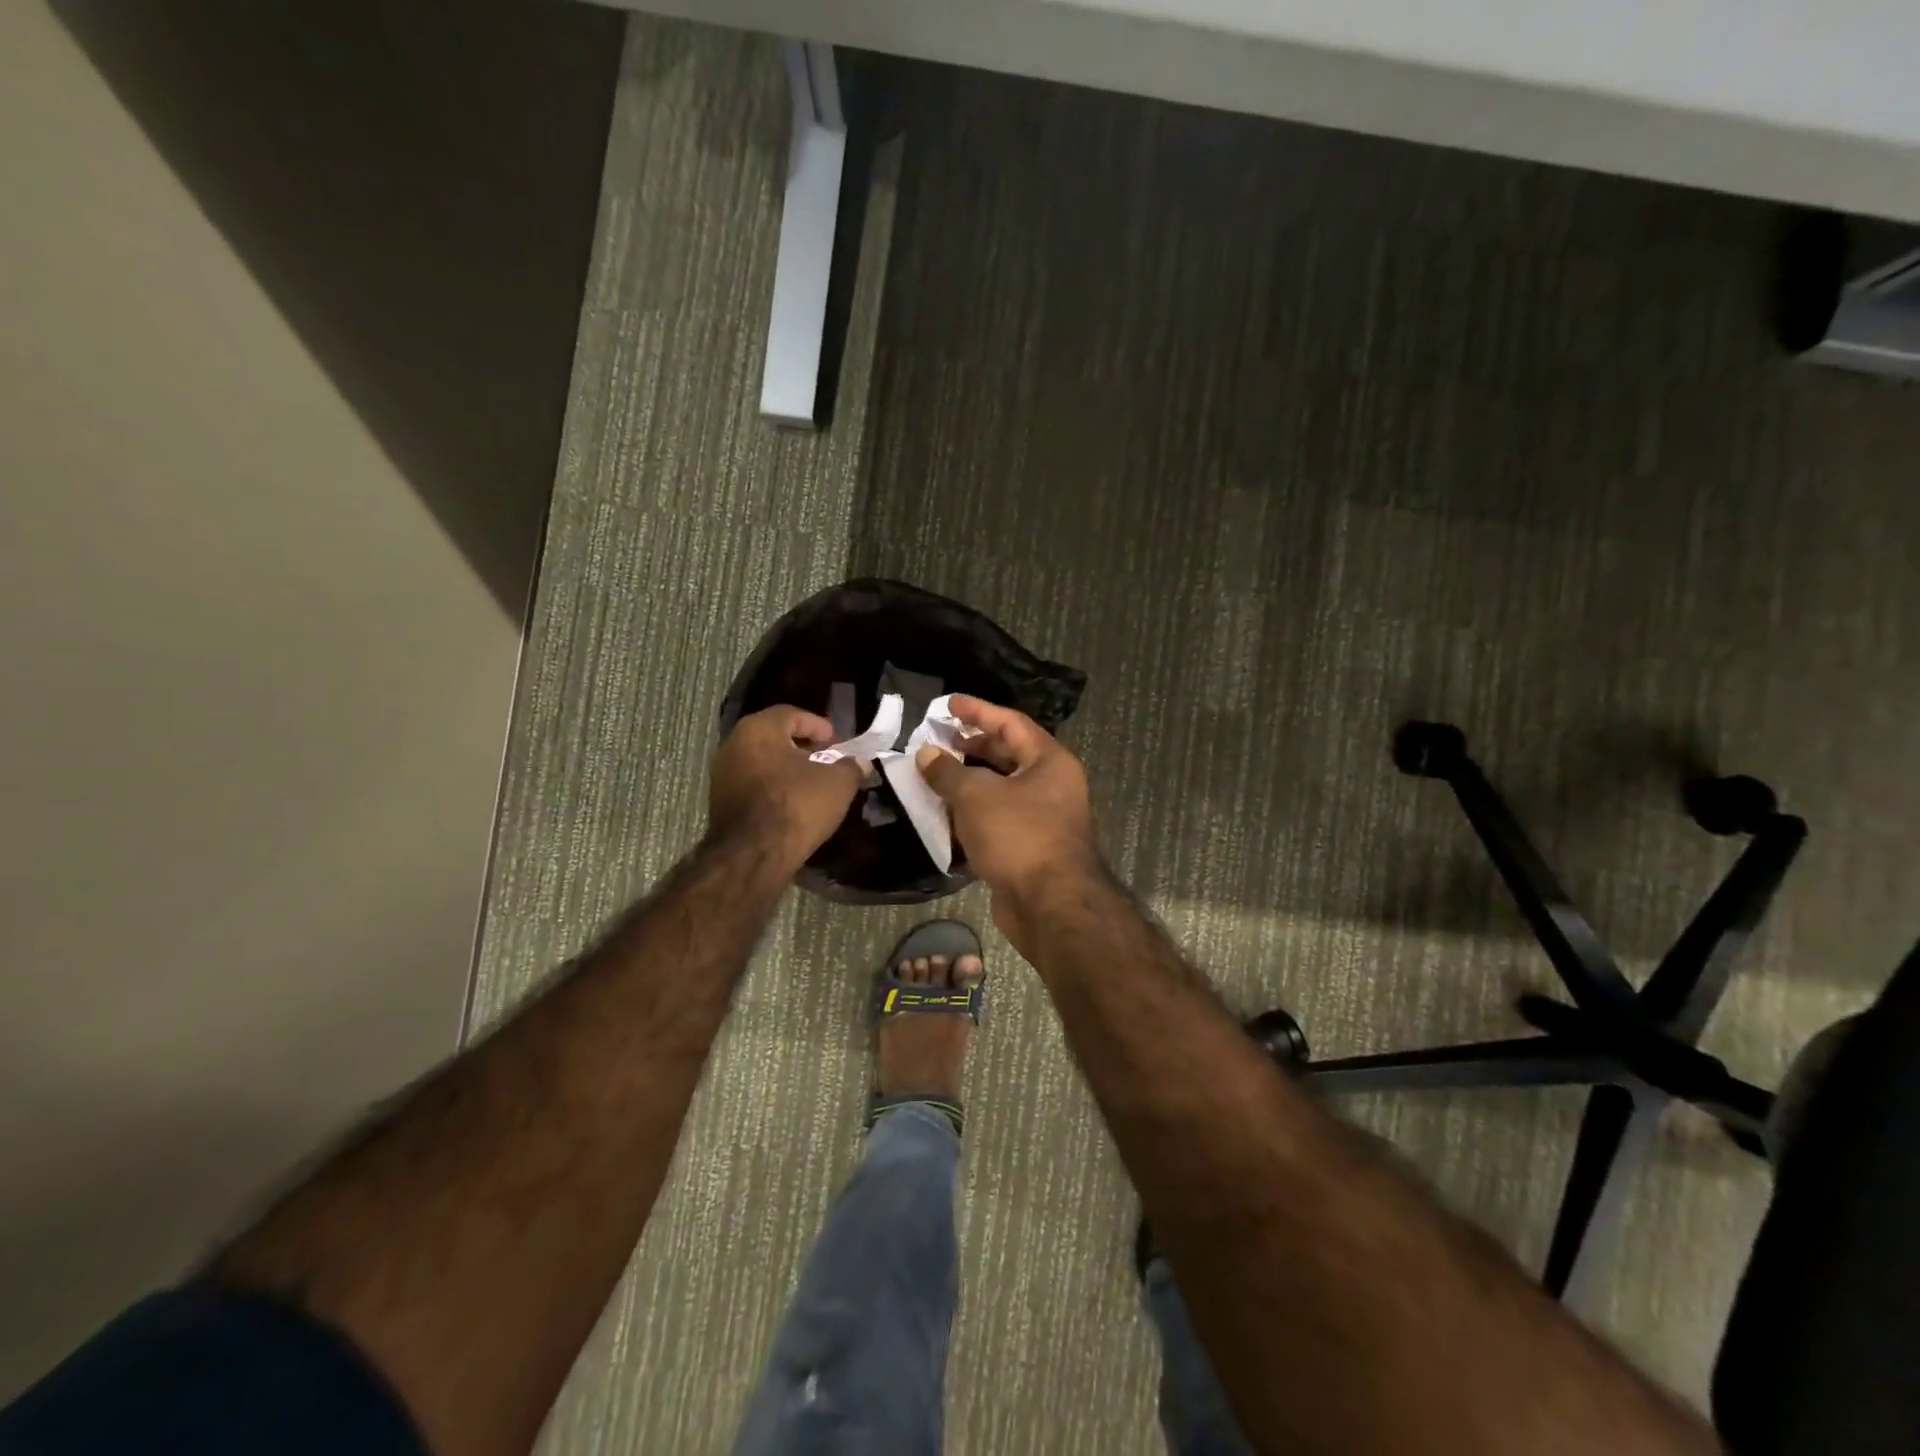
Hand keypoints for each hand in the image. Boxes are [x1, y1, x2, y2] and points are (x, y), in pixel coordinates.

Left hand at [709, 706, 861, 871]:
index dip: (819, 726)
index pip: (792, 714)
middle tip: (826, 760)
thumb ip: (851, 766)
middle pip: (774, 736)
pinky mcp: (719, 802)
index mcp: (759, 729)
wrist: (754, 855)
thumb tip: (859, 763)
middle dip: (802, 747)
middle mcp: (733, 745)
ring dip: (787, 768)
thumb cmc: (797, 805)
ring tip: (812, 784)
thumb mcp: (838, 783)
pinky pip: (752, 784)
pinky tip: (792, 802)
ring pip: (761, 761)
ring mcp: (722, 775)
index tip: (837, 743)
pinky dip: (773, 786)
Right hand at [916, 695, 1102, 943]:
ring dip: (967, 783)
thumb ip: (948, 771)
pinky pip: (997, 821)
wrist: (1049, 905)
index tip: (947, 704)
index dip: (978, 711)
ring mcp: (1042, 819)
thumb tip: (926, 753)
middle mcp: (1051, 785)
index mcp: (1049, 762)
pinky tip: (943, 817)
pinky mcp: (1029, 849)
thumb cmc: (1018, 835)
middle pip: (1007, 755)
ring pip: (1000, 791)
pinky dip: (972, 816)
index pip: (1011, 723)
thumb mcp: (976, 795)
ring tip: (933, 776)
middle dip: (971, 747)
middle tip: (937, 741)